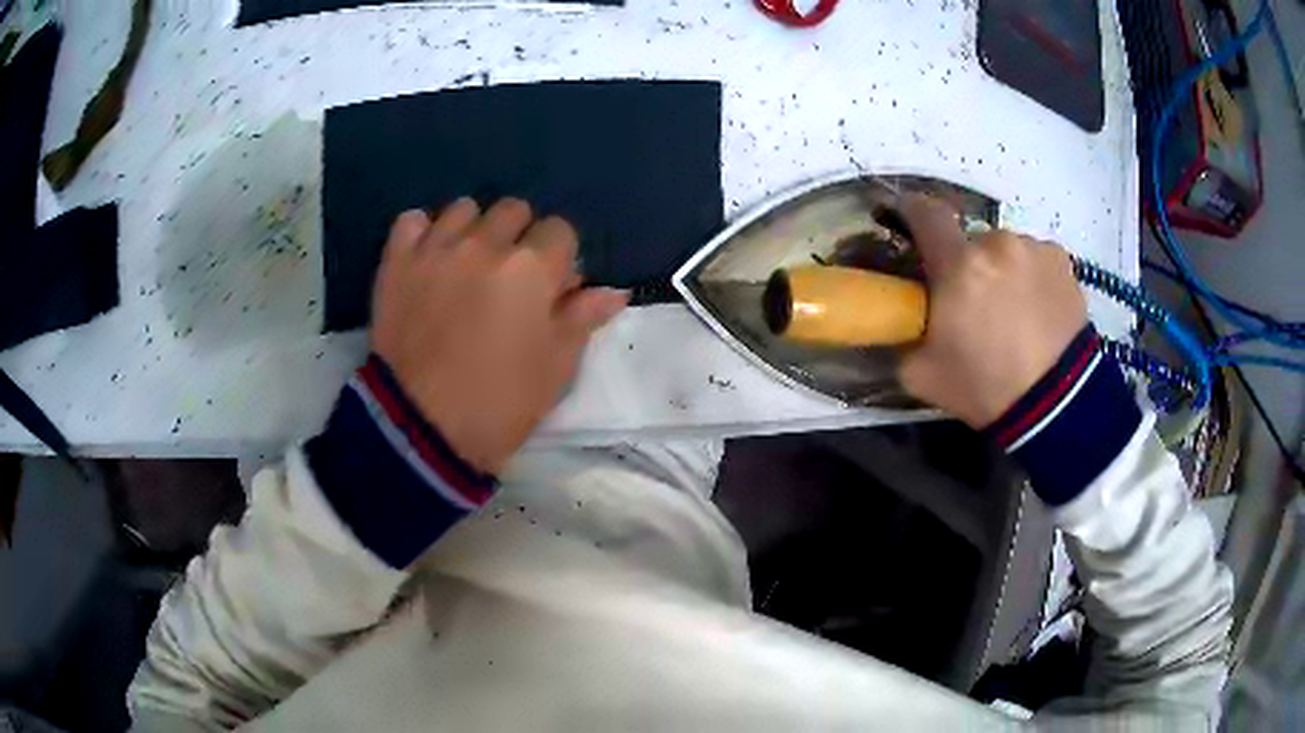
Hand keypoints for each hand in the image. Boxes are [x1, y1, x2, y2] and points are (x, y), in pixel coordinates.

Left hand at [371, 198, 627, 473]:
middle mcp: (485, 243)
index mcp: (532, 268)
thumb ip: (582, 319)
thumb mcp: (555, 368)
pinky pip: (412, 220)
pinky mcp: (397, 262)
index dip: (559, 259)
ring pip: (464, 208)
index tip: (550, 289)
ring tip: (466, 266)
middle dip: (519, 237)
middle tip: (509, 279)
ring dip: (473, 229)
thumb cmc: (500, 403)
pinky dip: (423, 232)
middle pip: (513, 210)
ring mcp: (436, 248)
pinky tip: (427, 257)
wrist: (421, 428)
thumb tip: (614, 291)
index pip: (560, 230)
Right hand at [896, 195, 1087, 427]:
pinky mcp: (1061, 260)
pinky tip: (1038, 309)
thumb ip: (906, 335)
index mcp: (958, 265)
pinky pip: (1034, 258)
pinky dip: (1030, 276)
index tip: (905, 218)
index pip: (924, 213)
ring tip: (1013, 310)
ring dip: (1002, 268)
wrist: (1057, 405)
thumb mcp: (922, 374)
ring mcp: (1033, 249)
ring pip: (1005, 248)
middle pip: (970, 240)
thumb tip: (904, 319)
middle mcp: (997, 243)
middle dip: (966, 262)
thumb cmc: (986, 387)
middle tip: (973, 300)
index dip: (911, 211)